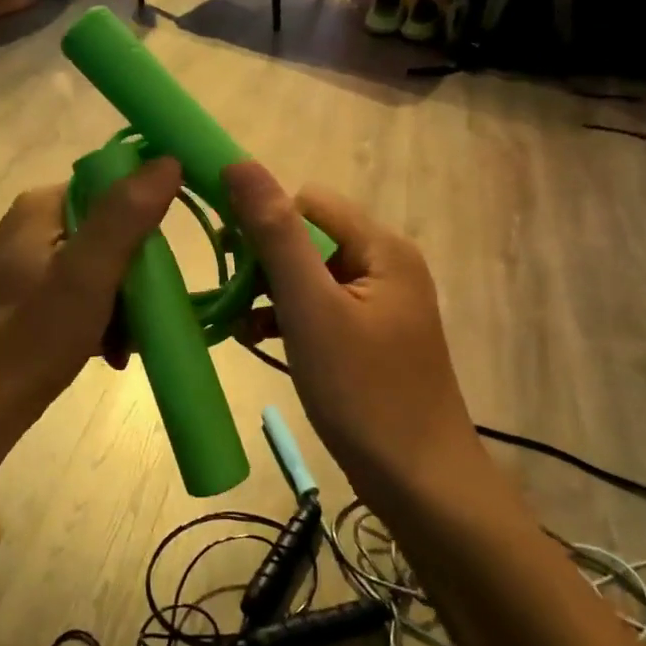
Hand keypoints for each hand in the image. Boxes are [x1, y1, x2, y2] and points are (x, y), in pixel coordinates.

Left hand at [0, 159, 182, 435]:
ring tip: (126, 343)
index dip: (147, 217)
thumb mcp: (87, 273)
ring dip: (125, 305)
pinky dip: (105, 320)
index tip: (164, 262)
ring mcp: (34, 263)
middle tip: (143, 315)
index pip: (114, 187)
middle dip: (136, 276)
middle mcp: (36, 225)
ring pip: (106, 267)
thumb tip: (169, 160)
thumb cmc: (31, 337)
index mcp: (43, 205)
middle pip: (114, 231)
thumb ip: (127, 216)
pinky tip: (111, 353)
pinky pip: (88, 294)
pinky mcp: (36, 298)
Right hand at [224, 161, 480, 502]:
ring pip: (310, 276)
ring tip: (234, 322)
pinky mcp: (370, 337)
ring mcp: (379, 304)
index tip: (226, 254)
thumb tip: (240, 164)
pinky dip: (288, 318)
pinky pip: (321, 309)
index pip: (307, 201)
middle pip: (309, 237)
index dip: (263, 218)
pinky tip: (254, 339)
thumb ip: (276, 234)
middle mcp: (385, 265)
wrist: (419, 481)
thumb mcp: (312, 308)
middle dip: (264, 261)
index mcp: (381, 247)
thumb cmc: (363, 391)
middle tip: (229, 295)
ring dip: (270, 292)